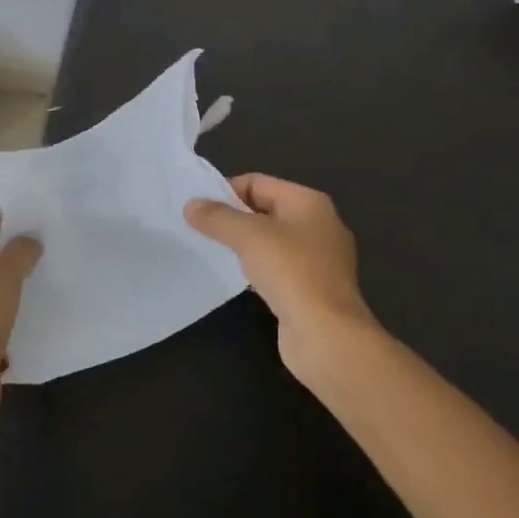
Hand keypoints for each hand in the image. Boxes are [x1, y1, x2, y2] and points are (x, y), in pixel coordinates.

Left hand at [0, 217, 39, 432]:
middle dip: (10, 255)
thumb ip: (20, 250)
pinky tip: (23, 318)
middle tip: (41, 259)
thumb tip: (29, 240)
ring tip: (37, 286)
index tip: (37, 235)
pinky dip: (1, 312)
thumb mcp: (4, 276)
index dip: (8, 226)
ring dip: (7, 285)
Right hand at [187, 174, 380, 386]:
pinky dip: (259, 268)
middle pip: (267, 209)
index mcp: (310, 202)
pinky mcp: (315, 288)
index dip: (227, 190)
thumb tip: (191, 205)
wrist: (327, 335)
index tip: (199, 208)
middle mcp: (320, 224)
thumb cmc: (291, 272)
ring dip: (246, 244)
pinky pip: (280, 267)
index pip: (259, 182)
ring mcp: (321, 259)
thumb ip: (217, 217)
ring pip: (273, 240)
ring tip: (215, 252)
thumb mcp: (248, 236)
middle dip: (234, 217)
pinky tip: (240, 279)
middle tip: (202, 229)